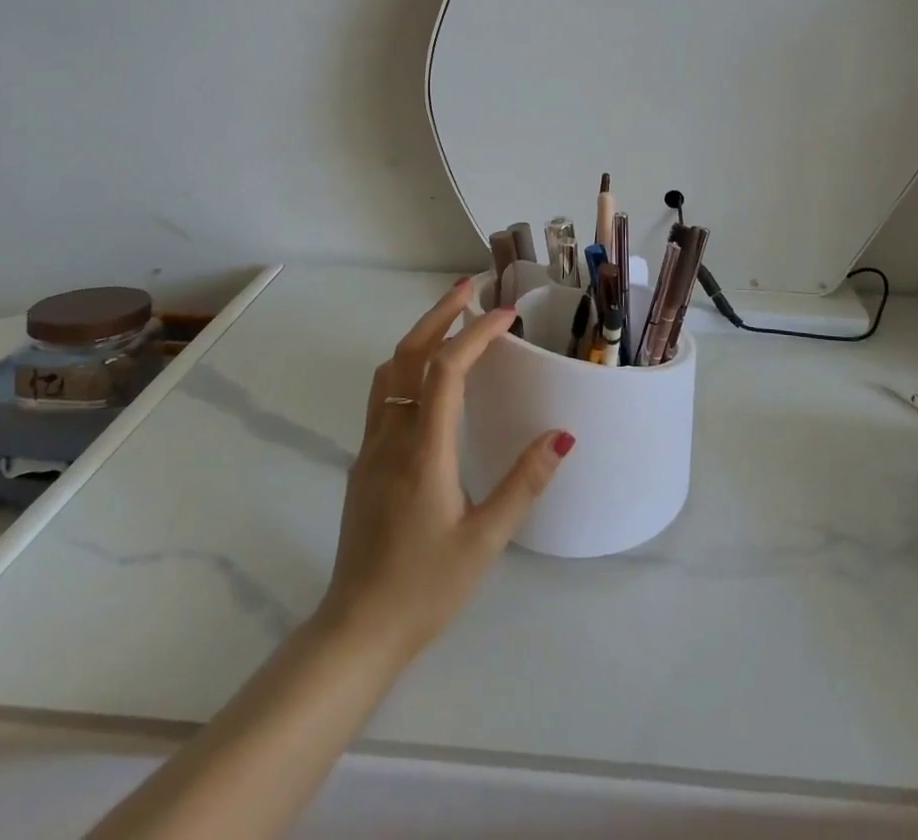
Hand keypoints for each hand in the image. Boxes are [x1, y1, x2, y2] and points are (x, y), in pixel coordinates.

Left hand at [316, 280, 573, 667]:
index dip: (475, 334)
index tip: (506, 314)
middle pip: (408, 354)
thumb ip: (523, 484)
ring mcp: (371, 446)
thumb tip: (561, 435)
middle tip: (471, 287)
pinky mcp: (364, 461)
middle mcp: (392, 436)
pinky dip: (407, 364)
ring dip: (419, 335)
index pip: (446, 370)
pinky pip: (383, 393)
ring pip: (389, 370)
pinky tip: (426, 374)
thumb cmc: (426, 587)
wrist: (356, 629)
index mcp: (424, 451)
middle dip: (440, 315)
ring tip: (451, 319)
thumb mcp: (485, 541)